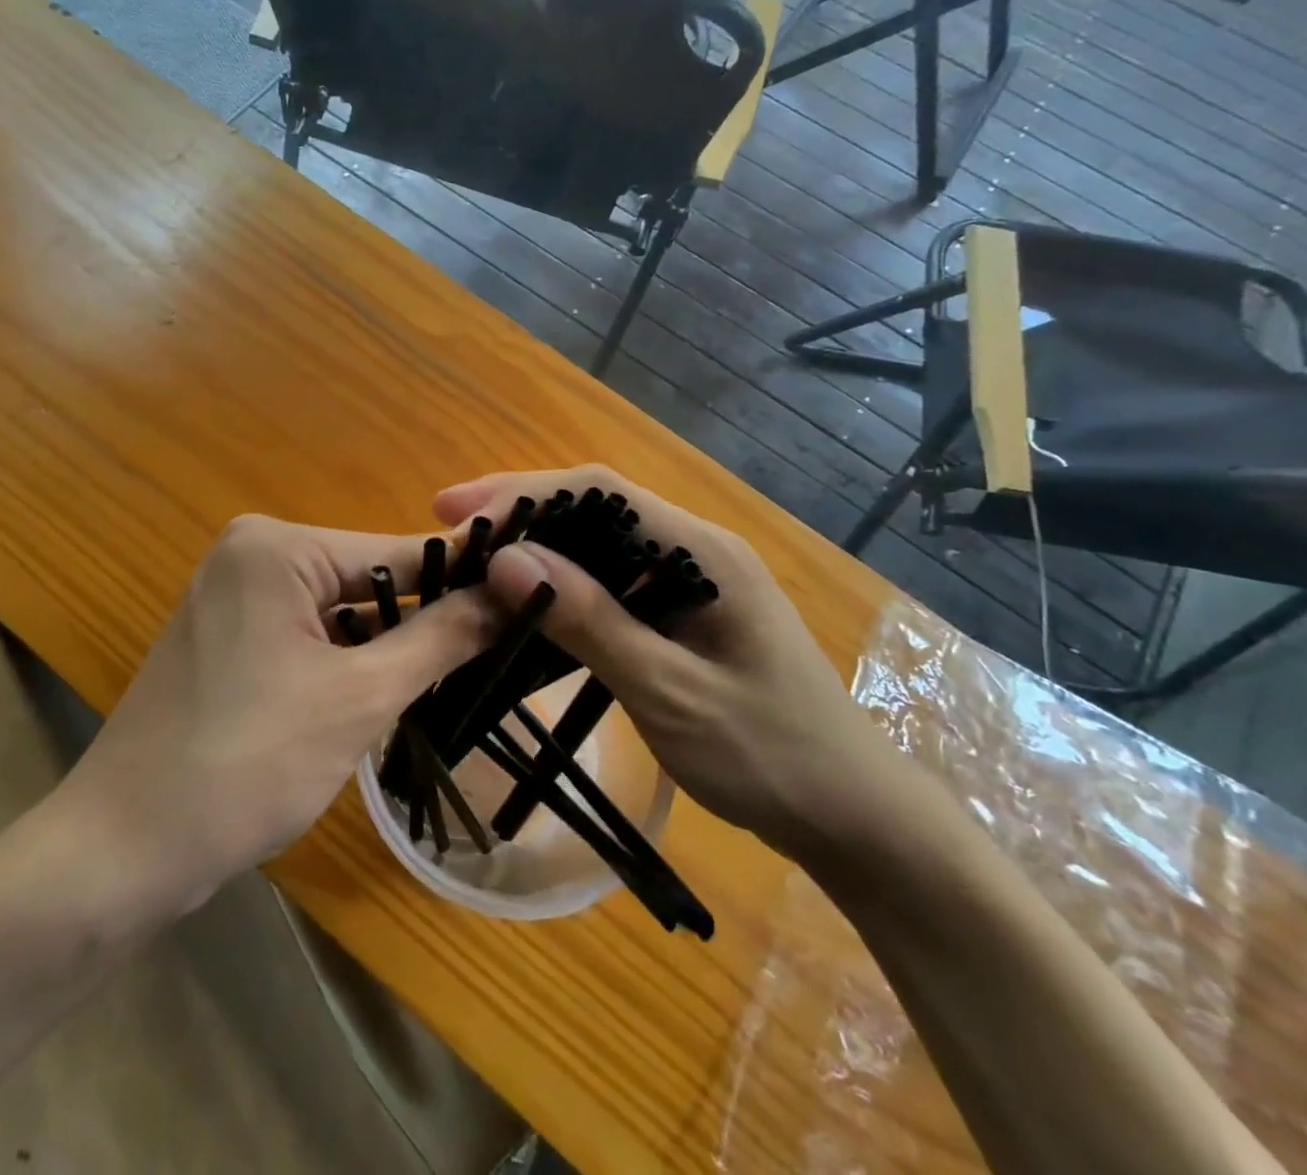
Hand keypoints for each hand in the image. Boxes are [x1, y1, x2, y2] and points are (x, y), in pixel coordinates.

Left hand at [56, 514, 499, 926]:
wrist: (122, 850)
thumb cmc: (245, 764)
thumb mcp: (359, 698)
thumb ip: (440, 638)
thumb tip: (514, 590)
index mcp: (277, 546)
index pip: (396, 552)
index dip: (462, 580)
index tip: (526, 601)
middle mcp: (252, 553)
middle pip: (366, 581)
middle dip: (418, 625)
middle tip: (487, 661)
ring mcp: (233, 595)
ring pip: (338, 612)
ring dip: (382, 650)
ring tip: (440, 686)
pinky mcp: (227, 637)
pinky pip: (306, 635)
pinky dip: (342, 663)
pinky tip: (371, 701)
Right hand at [435, 467, 901, 860]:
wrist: (854, 816)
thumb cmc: (771, 757)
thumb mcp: (671, 693)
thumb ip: (592, 623)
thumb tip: (508, 559)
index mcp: (703, 551)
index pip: (600, 491)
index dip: (523, 492)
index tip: (455, 511)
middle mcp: (696, 548)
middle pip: (596, 507)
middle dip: (521, 512)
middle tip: (452, 533)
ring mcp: (693, 578)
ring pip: (600, 542)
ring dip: (539, 546)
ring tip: (475, 561)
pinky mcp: (685, 610)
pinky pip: (613, 579)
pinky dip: (564, 583)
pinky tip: (529, 600)